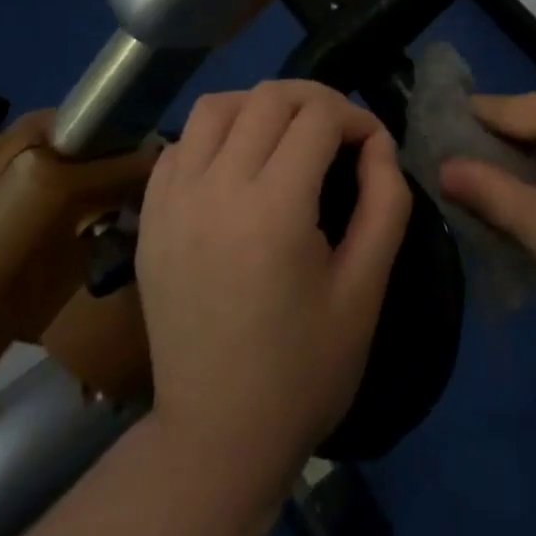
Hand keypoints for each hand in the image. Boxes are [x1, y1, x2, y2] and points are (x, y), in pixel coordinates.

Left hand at [137, 80, 410, 504]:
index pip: (319, 117)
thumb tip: (379, 143)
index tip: (373, 144)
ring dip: (259, 105)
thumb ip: (385, 203)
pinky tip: (236, 163)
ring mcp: (173, 201)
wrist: (217, 437)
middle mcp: (216, 189)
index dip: (356, 117)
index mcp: (274, 210)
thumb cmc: (304, 369)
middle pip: (269, 98)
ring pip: (216, 106)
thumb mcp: (366, 289)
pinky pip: (180, 144)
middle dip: (316, 100)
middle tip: (339, 131)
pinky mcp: (149, 218)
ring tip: (285, 134)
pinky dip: (214, 135)